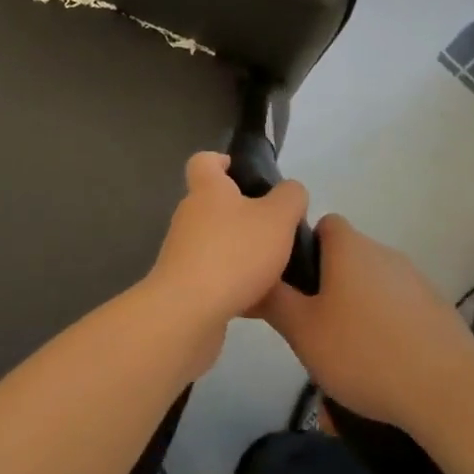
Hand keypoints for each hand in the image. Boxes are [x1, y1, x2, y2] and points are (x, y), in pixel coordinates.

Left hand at [142, 153, 308, 375]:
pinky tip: (262, 301)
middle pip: (215, 203)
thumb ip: (290, 197)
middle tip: (277, 228)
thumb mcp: (277, 218)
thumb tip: (290, 191)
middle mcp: (190, 214)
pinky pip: (215, 276)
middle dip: (244, 214)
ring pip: (217, 242)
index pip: (204, 160)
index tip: (245, 174)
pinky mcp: (185, 285)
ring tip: (276, 267)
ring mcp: (183, 251)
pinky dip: (236, 284)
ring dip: (242, 251)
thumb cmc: (234, 253)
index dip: (222, 161)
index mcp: (207, 189)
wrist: (188, 312)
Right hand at [260, 214, 473, 435]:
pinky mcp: (438, 309)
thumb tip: (253, 277)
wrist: (448, 391)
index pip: (323, 225)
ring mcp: (415, 279)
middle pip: (347, 257)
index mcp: (348, 247)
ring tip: (351, 355)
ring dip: (360, 309)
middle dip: (331, 286)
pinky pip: (401, 309)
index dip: (307, 248)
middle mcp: (382, 251)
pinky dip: (389, 328)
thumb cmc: (364, 352)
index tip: (298, 286)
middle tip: (317, 328)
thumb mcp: (302, 331)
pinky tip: (386, 366)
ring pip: (374, 285)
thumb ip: (274, 300)